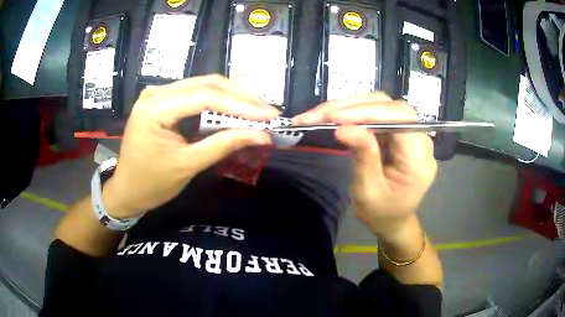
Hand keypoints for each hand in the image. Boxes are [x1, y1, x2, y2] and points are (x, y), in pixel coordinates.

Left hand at [102, 75, 278, 218]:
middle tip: (268, 111)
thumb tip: (262, 135)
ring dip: (232, 96)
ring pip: (202, 85)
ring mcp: (158, 94)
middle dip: (240, 97)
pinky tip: (235, 109)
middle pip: (206, 84)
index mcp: (155, 108)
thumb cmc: (151, 183)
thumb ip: (223, 145)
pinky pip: (194, 94)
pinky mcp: (163, 100)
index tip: (269, 114)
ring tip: (257, 110)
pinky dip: (217, 101)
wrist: (127, 190)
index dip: (240, 104)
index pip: (204, 96)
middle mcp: (155, 93)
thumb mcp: (188, 165)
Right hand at [294, 93, 436, 236]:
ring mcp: (408, 133)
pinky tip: (330, 117)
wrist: (392, 221)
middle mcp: (419, 139)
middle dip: (350, 107)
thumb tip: (343, 128)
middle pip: (388, 106)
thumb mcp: (369, 193)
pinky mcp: (395, 132)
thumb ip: (364, 158)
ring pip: (378, 104)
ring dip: (346, 107)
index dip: (368, 111)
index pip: (400, 118)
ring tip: (316, 115)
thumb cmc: (382, 214)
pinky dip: (350, 113)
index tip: (334, 118)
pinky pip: (374, 113)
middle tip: (315, 115)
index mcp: (419, 158)